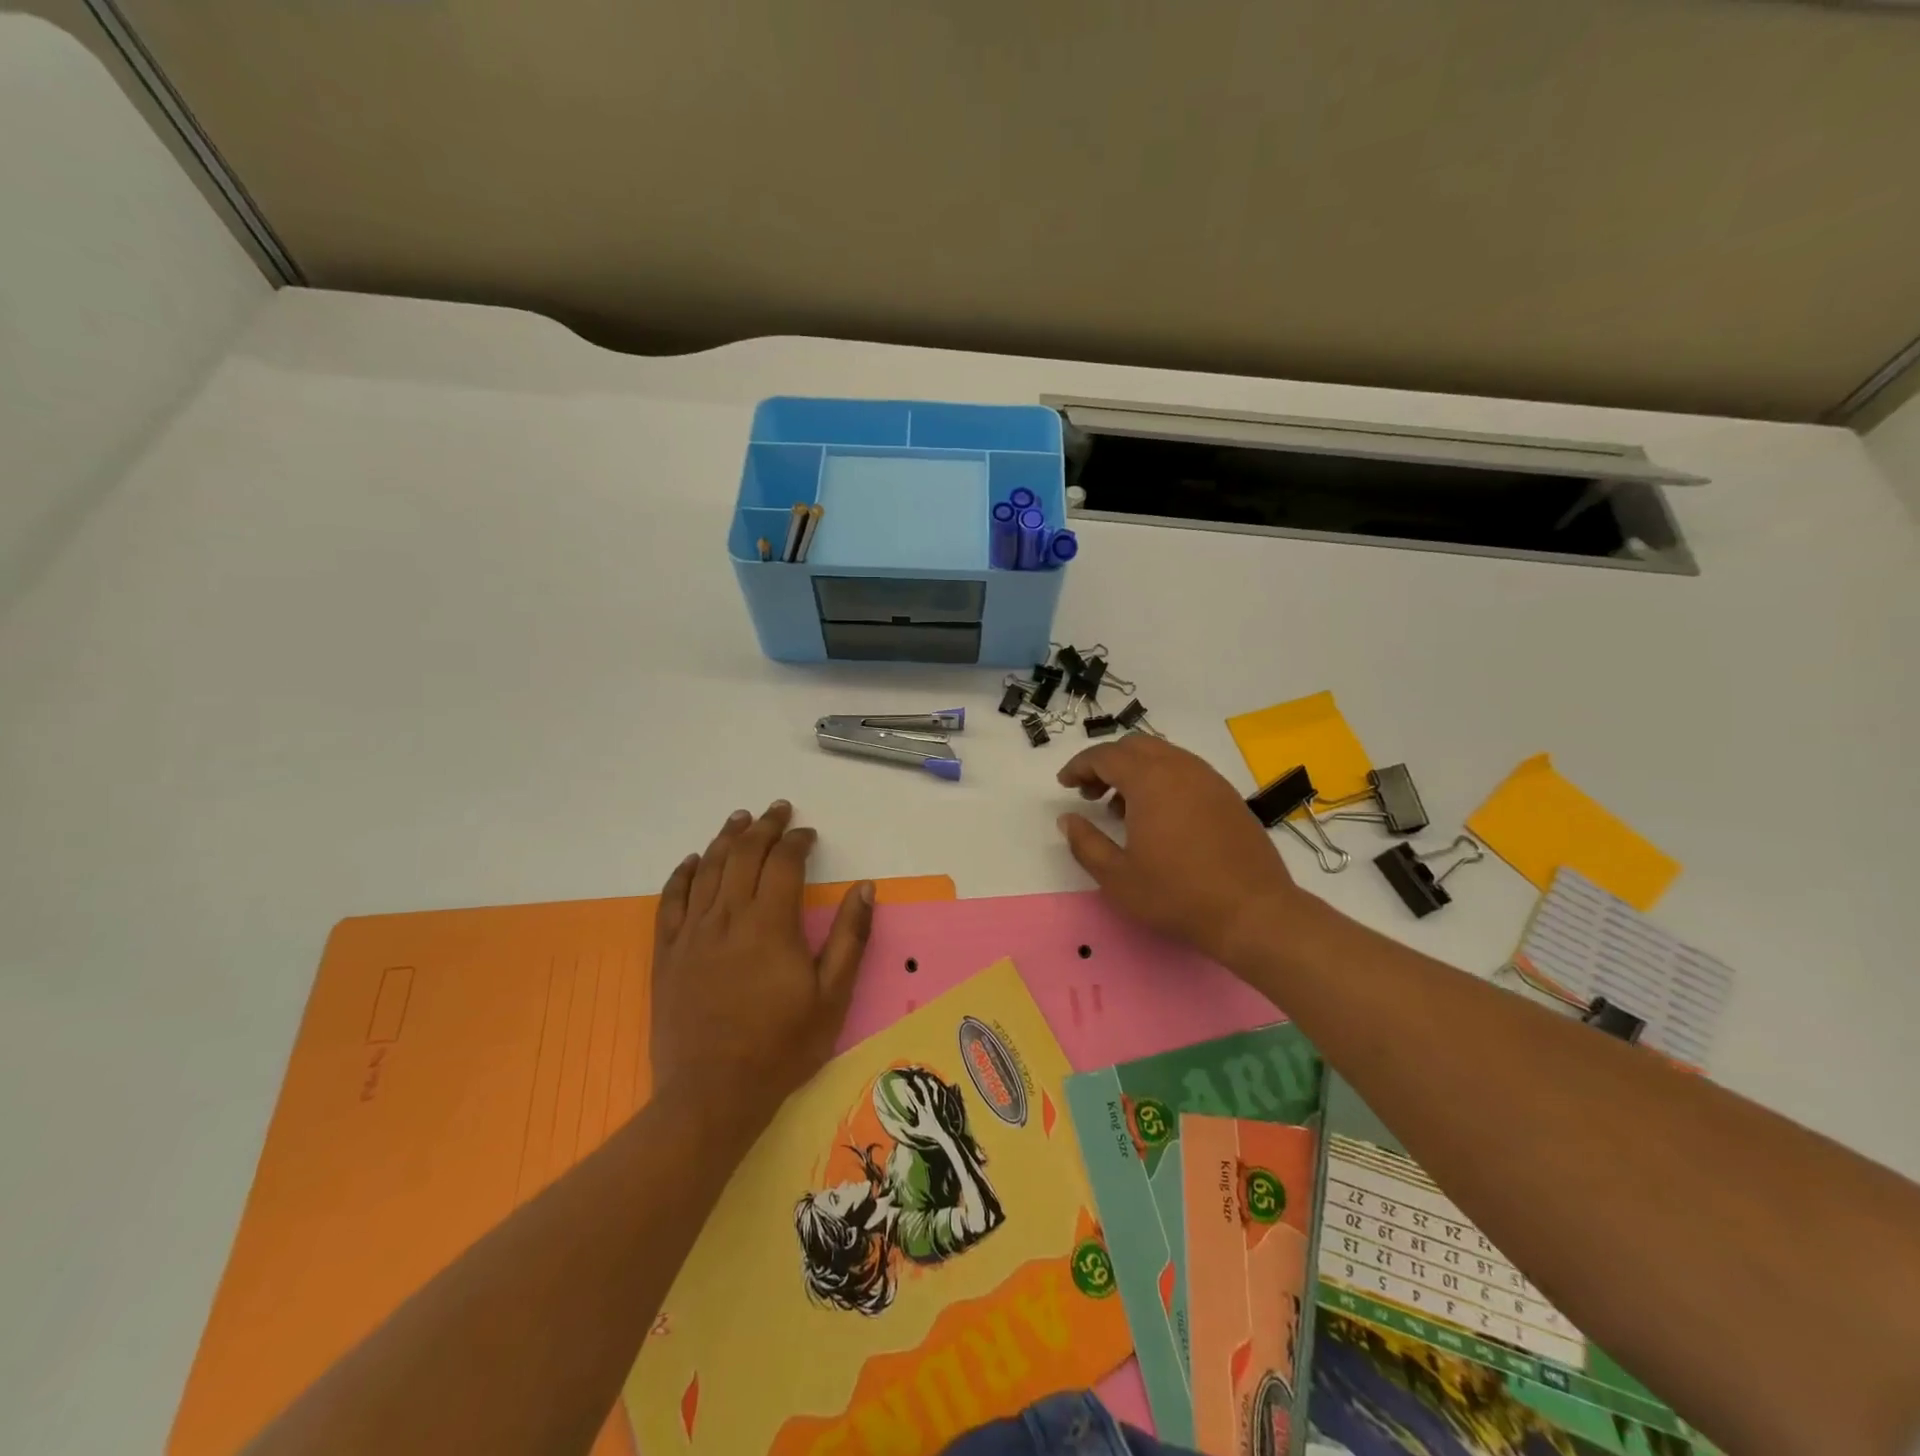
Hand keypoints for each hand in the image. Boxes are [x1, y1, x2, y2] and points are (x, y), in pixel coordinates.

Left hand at [650, 802, 872, 1133]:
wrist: (711, 1095)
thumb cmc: (781, 1048)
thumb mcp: (832, 997)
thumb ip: (849, 938)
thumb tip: (864, 888)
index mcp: (770, 924)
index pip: (784, 863)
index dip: (797, 841)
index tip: (808, 834)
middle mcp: (728, 917)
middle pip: (744, 855)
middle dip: (764, 827)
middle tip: (777, 810)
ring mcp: (693, 934)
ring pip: (707, 869)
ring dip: (725, 839)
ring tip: (739, 819)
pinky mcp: (667, 954)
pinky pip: (670, 901)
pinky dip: (681, 875)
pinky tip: (690, 861)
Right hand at [1056, 736, 1311, 964]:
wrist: (1252, 912)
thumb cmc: (1177, 895)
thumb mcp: (1117, 877)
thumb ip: (1085, 843)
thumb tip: (1068, 819)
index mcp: (1150, 780)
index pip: (1105, 756)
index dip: (1079, 766)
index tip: (1064, 784)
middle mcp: (1180, 768)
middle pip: (1134, 746)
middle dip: (1106, 763)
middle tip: (1089, 793)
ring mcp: (1209, 779)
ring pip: (1162, 755)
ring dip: (1134, 770)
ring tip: (1120, 807)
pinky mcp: (1227, 795)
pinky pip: (1185, 771)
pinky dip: (1161, 779)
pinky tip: (1158, 816)